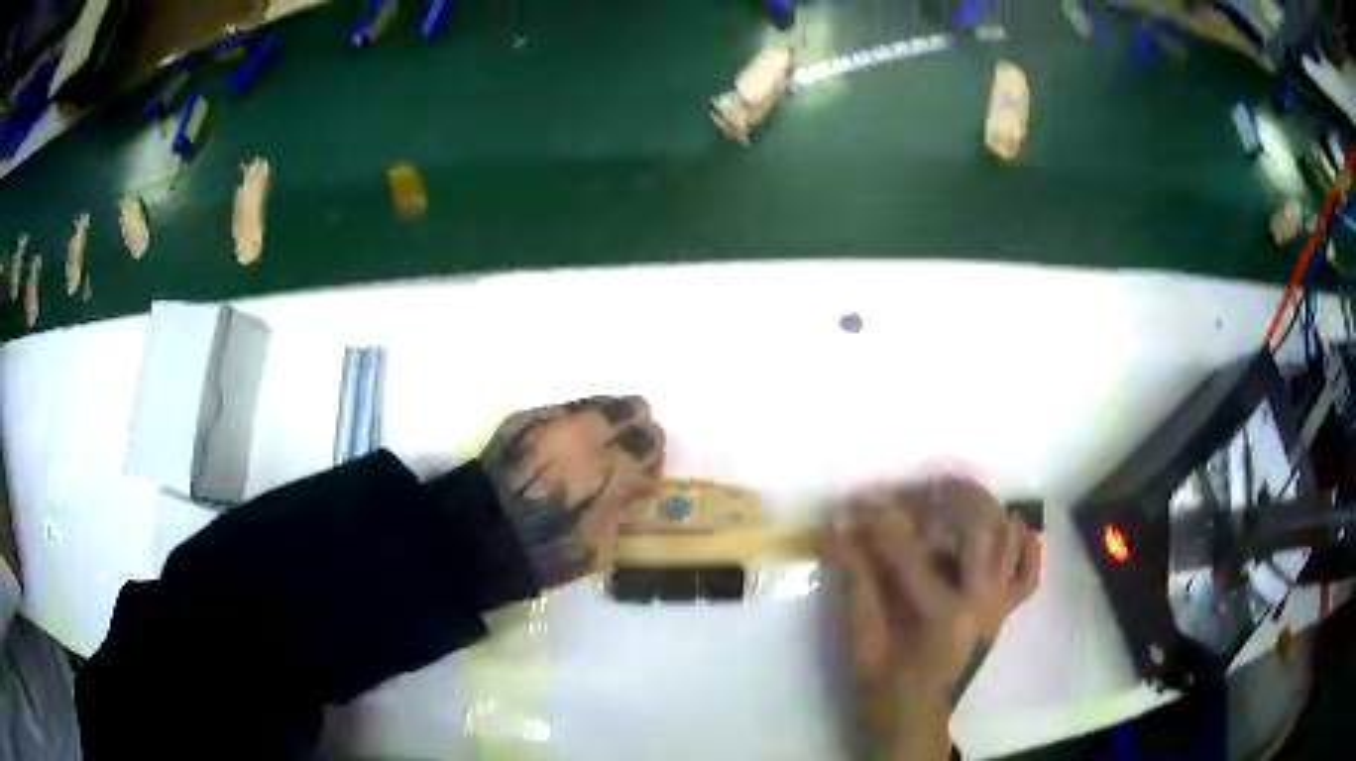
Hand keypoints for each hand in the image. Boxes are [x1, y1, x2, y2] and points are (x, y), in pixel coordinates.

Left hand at [482, 396, 664, 587]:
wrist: (478, 536)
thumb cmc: (544, 551)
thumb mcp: (599, 545)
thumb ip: (623, 505)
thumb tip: (636, 485)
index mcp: (611, 467)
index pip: (651, 441)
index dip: (653, 458)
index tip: (645, 475)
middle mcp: (585, 432)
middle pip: (631, 408)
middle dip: (633, 430)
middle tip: (624, 453)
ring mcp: (550, 419)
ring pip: (595, 403)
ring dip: (602, 422)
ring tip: (593, 446)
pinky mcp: (522, 417)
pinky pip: (560, 410)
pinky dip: (569, 424)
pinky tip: (560, 446)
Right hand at [821, 483, 1039, 760]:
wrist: (914, 715)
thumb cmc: (883, 682)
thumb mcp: (861, 637)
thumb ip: (855, 581)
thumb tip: (833, 531)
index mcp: (944, 613)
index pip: (911, 551)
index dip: (879, 523)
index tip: (856, 503)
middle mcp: (982, 601)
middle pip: (977, 527)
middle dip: (944, 498)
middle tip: (913, 489)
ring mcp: (999, 606)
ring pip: (1007, 539)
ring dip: (982, 510)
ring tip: (950, 497)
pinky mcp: (1004, 612)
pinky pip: (1029, 573)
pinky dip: (1025, 546)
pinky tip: (1011, 527)